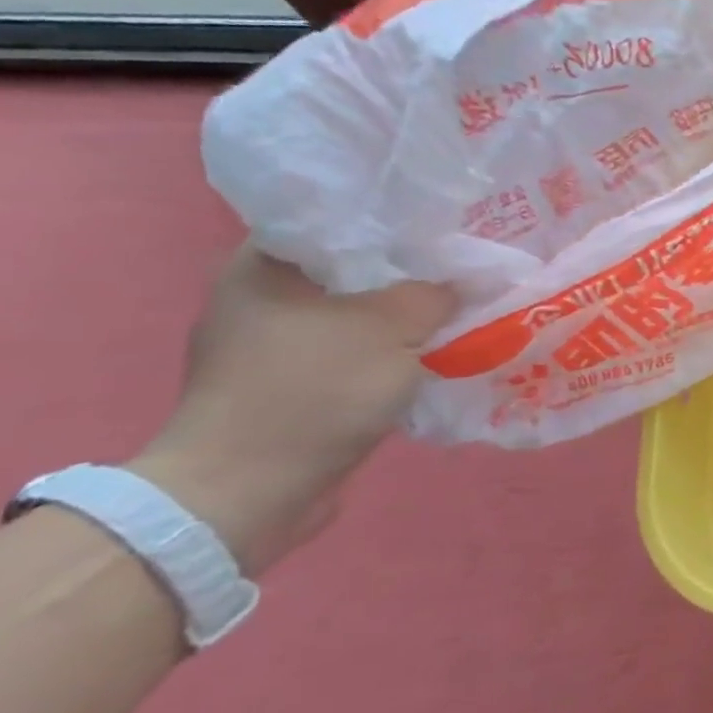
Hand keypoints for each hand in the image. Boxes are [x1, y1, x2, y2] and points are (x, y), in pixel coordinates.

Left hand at [126, 246, 456, 573]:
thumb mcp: (391, 328)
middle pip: (354, 268)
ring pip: (358, 313)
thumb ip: (436, 294)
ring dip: (404, 315)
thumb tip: (464, 284)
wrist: (246, 492)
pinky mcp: (289, 384)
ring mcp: (272, 345)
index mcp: (263, 265)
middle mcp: (260, 297)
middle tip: (466, 266)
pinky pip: (354, 351)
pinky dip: (389, 350)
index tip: (449, 227)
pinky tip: (431, 352)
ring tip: (460, 307)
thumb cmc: (311, 391)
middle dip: (412, 271)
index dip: (400, 220)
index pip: (341, 220)